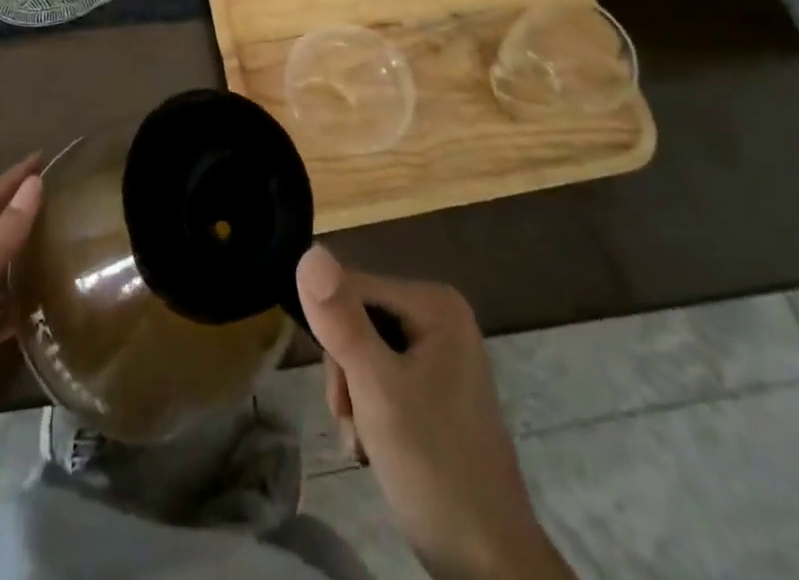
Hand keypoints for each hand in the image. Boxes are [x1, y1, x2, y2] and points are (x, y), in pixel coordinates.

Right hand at [296, 245, 574, 579]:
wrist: (489, 567)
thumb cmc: (434, 468)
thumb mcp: (377, 389)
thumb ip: (341, 320)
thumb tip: (309, 251)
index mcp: (434, 302)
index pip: (350, 289)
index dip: (334, 337)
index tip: (345, 395)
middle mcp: (439, 315)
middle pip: (356, 320)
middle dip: (346, 375)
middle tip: (355, 424)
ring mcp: (440, 352)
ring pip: (363, 352)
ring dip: (353, 399)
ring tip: (365, 443)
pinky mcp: (435, 387)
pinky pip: (382, 377)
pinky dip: (370, 412)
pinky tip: (376, 447)